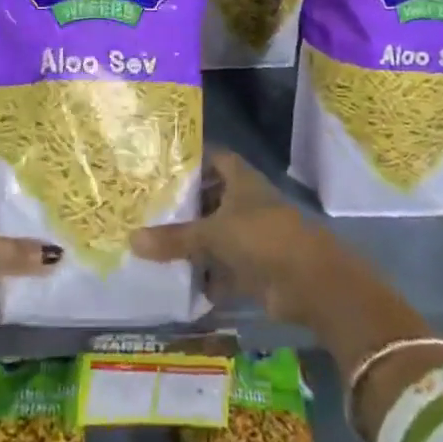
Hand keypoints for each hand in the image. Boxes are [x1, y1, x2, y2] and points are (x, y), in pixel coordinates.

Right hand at [131, 150, 336, 324]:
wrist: (310, 282)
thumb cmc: (262, 237)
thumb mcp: (213, 234)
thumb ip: (175, 238)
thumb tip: (132, 239)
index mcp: (240, 179)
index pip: (212, 157)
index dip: (190, 159)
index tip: (159, 164)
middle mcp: (245, 202)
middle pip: (210, 197)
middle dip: (185, 205)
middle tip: (147, 206)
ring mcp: (251, 235)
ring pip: (215, 234)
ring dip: (193, 243)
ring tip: (153, 244)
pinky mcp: (255, 268)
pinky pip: (222, 269)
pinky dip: (206, 277)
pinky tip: (177, 283)